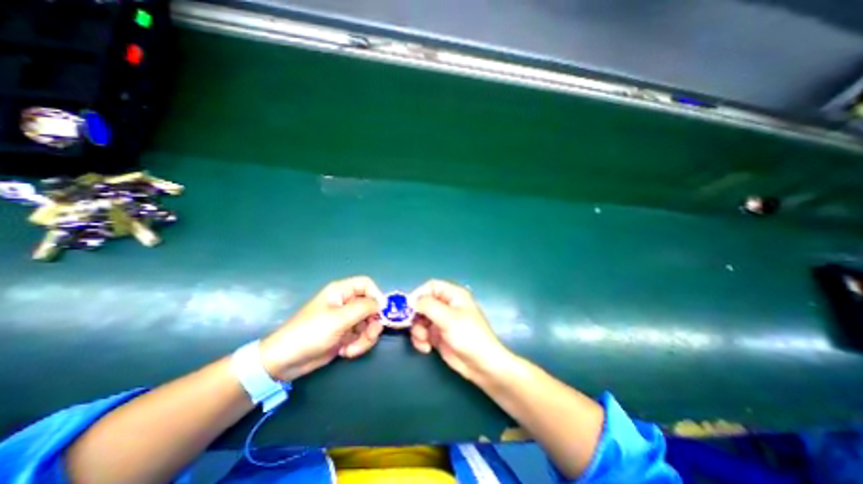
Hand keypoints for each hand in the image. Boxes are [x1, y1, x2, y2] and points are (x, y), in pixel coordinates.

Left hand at [259, 276, 384, 381]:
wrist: (285, 362)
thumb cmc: (310, 333)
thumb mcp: (339, 319)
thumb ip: (364, 308)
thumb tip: (382, 303)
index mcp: (341, 291)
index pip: (367, 284)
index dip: (376, 295)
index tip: (380, 312)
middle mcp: (346, 303)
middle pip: (371, 306)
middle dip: (372, 323)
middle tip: (369, 335)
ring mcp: (346, 320)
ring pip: (369, 323)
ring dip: (365, 338)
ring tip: (352, 349)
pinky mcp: (346, 335)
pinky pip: (362, 336)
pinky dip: (358, 345)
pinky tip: (345, 352)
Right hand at [409, 280, 510, 381]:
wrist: (481, 365)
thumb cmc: (468, 336)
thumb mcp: (448, 318)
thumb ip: (428, 306)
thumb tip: (412, 301)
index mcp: (453, 295)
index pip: (431, 286)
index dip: (419, 294)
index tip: (409, 307)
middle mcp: (446, 305)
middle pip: (422, 303)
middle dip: (416, 316)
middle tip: (412, 326)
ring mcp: (441, 321)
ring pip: (420, 319)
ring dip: (417, 330)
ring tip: (424, 341)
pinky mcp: (438, 335)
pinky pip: (422, 332)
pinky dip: (420, 339)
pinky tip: (426, 348)